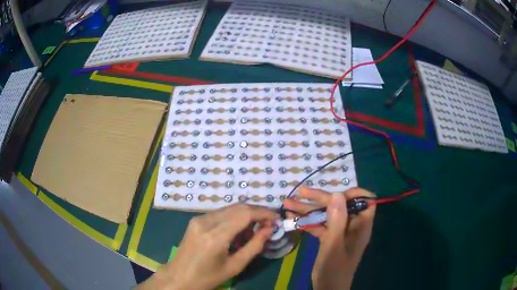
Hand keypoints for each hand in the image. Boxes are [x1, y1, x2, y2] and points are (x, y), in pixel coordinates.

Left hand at [138, 204, 278, 289]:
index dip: (263, 213)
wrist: (179, 277)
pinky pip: (220, 213)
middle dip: (257, 212)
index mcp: (215, 236)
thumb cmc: (208, 277)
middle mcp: (205, 222)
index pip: (244, 214)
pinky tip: (238, 231)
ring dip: (245, 215)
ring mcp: (198, 218)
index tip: (276, 218)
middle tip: (269, 223)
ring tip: (254, 231)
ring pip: (229, 208)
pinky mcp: (196, 219)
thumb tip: (269, 229)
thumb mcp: (235, 266)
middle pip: (238, 207)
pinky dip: (233, 218)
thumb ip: (255, 246)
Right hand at [283, 187, 375, 289]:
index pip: (365, 201)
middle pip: (339, 205)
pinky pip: (320, 225)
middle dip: (320, 198)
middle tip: (300, 192)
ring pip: (327, 215)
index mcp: (360, 225)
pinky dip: (307, 221)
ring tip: (288, 203)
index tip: (335, 193)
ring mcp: (340, 232)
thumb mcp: (334, 245)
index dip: (353, 193)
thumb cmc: (334, 269)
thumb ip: (337, 220)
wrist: (327, 289)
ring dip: (309, 209)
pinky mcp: (329, 238)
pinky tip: (292, 217)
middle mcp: (352, 225)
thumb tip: (337, 194)